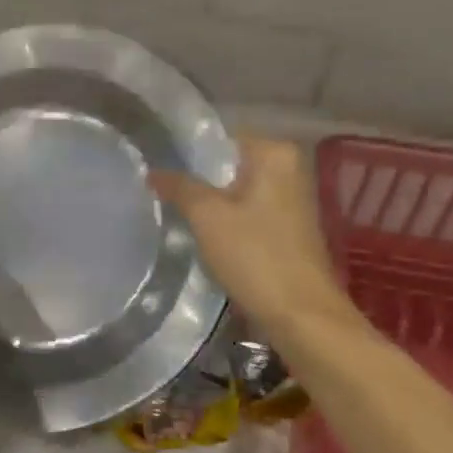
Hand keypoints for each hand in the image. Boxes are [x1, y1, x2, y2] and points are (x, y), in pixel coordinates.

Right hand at [150, 134, 349, 331]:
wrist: (300, 313)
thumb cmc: (254, 256)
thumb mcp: (207, 216)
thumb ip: (178, 186)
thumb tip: (153, 171)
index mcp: (274, 153)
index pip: (217, 139)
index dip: (184, 154)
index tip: (155, 168)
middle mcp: (288, 167)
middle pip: (226, 164)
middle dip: (194, 178)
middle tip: (157, 191)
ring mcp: (289, 198)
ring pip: (233, 189)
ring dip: (206, 201)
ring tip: (172, 211)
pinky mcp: (286, 226)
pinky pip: (244, 210)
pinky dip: (223, 219)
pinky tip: (200, 234)